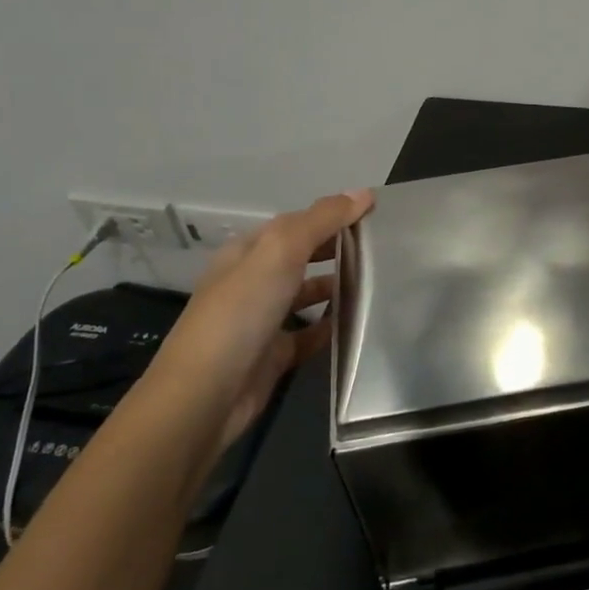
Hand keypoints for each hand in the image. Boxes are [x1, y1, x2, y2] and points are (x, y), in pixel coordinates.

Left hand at [153, 190, 373, 453]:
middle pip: (301, 256)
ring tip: (377, 282)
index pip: (295, 223)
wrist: (206, 396)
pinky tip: (358, 323)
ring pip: (306, 294)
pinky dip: (331, 326)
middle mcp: (252, 282)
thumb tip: (364, 193)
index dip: (331, 215)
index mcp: (248, 252)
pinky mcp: (273, 355)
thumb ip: (322, 220)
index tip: (374, 214)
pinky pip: (309, 334)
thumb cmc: (241, 312)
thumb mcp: (280, 252)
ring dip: (336, 286)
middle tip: (382, 247)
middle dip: (336, 248)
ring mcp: (262, 320)